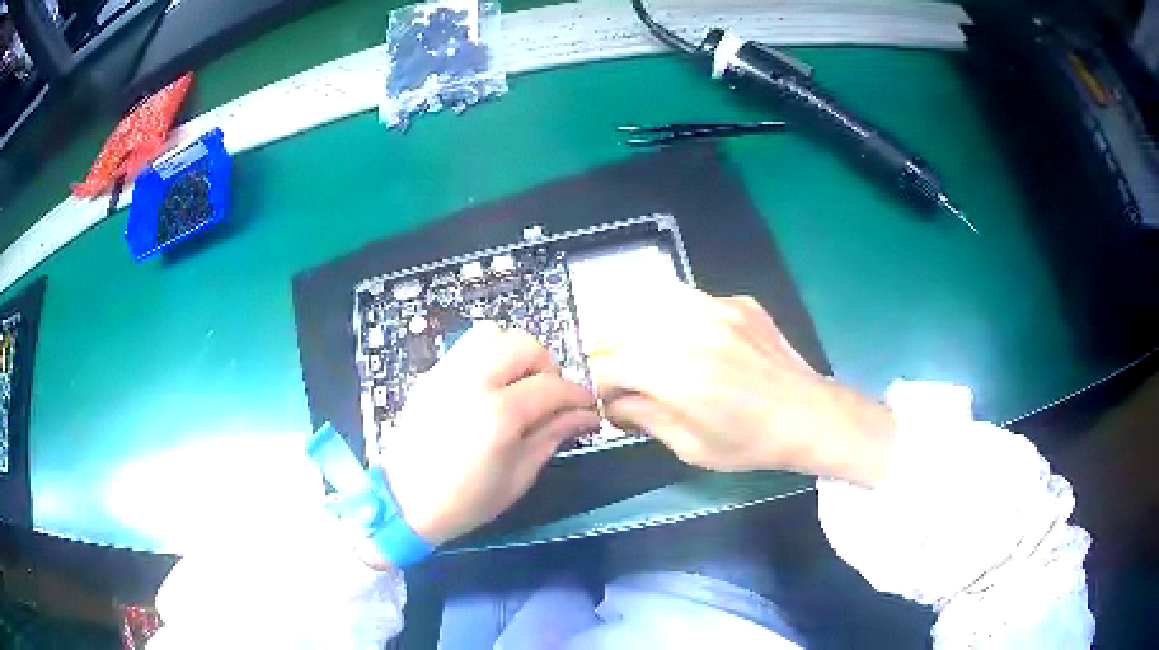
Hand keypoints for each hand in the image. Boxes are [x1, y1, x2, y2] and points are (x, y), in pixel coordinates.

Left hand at [376, 322, 598, 549]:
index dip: (578, 396)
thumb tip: (583, 416)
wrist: (403, 502)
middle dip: (547, 366)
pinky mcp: (430, 375)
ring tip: (518, 384)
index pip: (552, 386)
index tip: (588, 408)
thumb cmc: (465, 500)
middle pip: (524, 344)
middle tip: (549, 395)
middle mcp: (472, 381)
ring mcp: (446, 373)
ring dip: (514, 352)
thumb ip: (552, 436)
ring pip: (491, 333)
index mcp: (498, 414)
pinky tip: (489, 387)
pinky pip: (466, 347)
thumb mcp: (518, 476)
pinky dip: (487, 357)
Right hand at [587, 283, 894, 485]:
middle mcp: (692, 332)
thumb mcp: (691, 447)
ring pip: (657, 304)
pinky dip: (682, 321)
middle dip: (619, 355)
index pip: (613, 366)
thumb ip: (646, 418)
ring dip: (646, 330)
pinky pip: (694, 302)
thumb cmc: (750, 443)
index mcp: (678, 375)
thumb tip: (617, 403)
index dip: (604, 386)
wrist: (809, 415)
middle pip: (627, 329)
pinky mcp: (739, 303)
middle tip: (632, 380)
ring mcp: (719, 309)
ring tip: (657, 355)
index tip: (613, 401)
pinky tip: (699, 344)